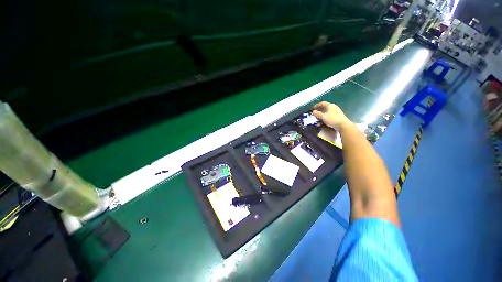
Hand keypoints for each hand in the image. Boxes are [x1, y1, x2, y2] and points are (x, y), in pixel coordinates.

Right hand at [312, 102, 350, 130]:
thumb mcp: (323, 116)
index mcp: (330, 105)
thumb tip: (313, 111)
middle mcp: (333, 107)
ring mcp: (335, 112)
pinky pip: (329, 117)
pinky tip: (322, 124)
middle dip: (318, 113)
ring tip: (317, 122)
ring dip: (321, 117)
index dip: (316, 106)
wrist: (343, 125)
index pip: (322, 103)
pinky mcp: (337, 117)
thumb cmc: (332, 119)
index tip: (312, 109)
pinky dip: (324, 119)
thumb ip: (317, 114)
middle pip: (324, 109)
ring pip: (326, 114)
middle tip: (314, 116)